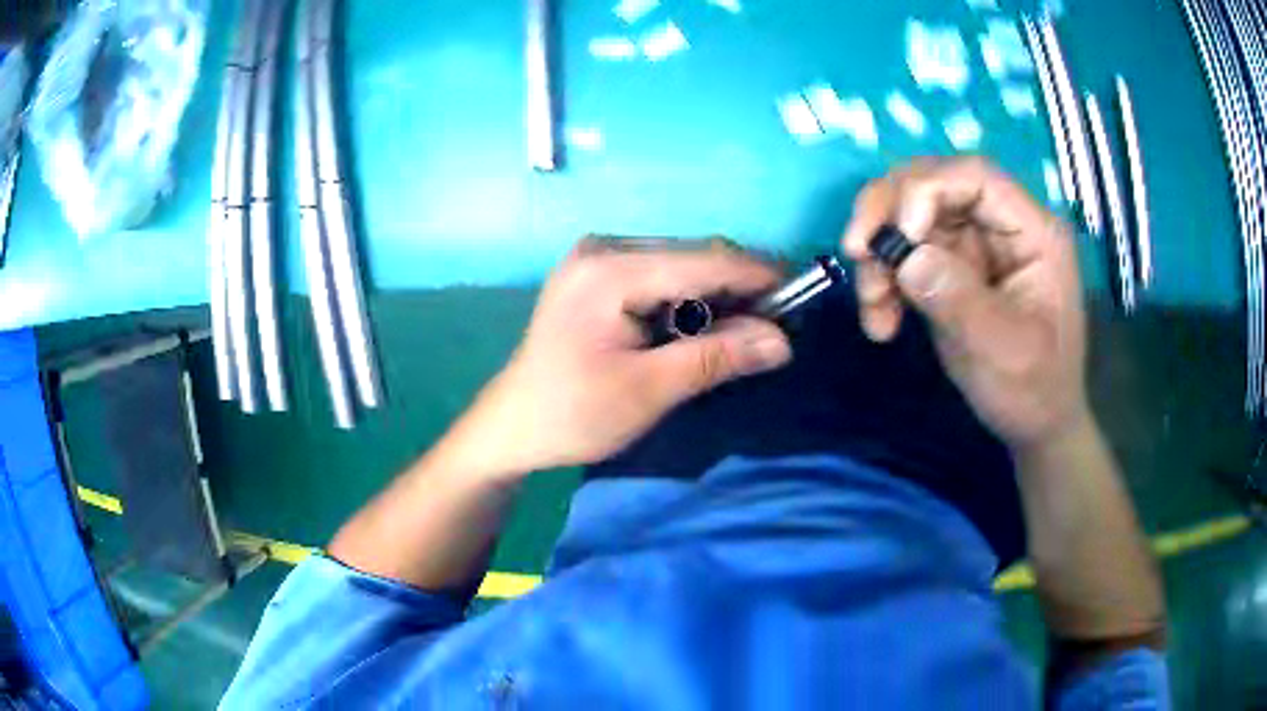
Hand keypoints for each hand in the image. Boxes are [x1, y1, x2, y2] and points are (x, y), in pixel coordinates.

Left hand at [453, 239, 792, 478]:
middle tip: (778, 324)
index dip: (757, 275)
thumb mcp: (649, 390)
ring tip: (749, 329)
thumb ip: (716, 357)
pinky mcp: (597, 274)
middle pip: (693, 257)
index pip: (702, 261)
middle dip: (739, 287)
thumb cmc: (573, 415)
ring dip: (717, 294)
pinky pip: (660, 275)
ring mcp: (596, 258)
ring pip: (681, 265)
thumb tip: (782, 342)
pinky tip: (705, 325)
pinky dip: (690, 298)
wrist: (513, 426)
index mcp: (609, 271)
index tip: (802, 291)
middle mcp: (603, 249)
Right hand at [842, 157, 1088, 450]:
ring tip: (871, 305)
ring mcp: (975, 245)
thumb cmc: (1033, 390)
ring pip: (910, 217)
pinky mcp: (951, 268)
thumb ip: (959, 300)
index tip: (901, 234)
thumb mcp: (1003, 351)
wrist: (1034, 426)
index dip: (929, 188)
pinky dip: (883, 280)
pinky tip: (880, 322)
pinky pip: (905, 254)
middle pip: (934, 184)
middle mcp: (1001, 225)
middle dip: (888, 212)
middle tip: (855, 250)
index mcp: (1032, 232)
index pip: (976, 177)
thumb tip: (906, 257)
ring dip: (879, 253)